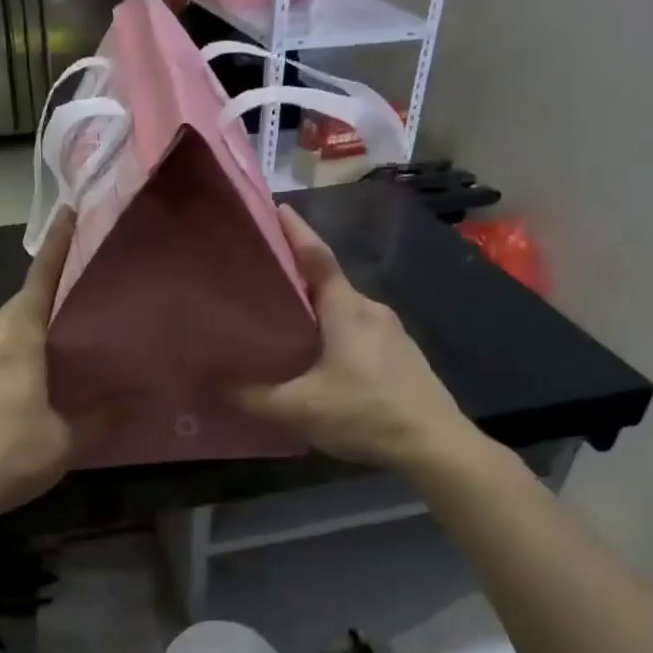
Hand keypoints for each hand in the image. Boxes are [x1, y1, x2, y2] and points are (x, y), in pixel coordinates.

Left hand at [0, 211, 84, 535]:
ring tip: (70, 320)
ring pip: (8, 327)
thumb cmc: (7, 456)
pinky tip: (42, 367)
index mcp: (16, 344)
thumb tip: (138, 400)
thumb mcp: (65, 440)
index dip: (56, 248)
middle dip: (48, 281)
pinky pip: (1, 351)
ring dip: (34, 315)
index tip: (69, 213)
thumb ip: (102, 418)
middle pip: (20, 301)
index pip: (38, 283)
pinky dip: (24, 343)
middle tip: (83, 276)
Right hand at [238, 206, 486, 473]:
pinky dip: (336, 331)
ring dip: (318, 309)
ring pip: (346, 309)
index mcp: (346, 310)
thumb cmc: (365, 413)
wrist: (435, 445)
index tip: (277, 208)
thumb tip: (217, 388)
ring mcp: (392, 332)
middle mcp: (372, 310)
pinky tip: (321, 358)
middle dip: (299, 277)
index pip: (317, 258)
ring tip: (286, 320)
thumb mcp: (299, 409)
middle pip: (330, 283)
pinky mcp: (403, 355)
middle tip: (264, 279)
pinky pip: (360, 331)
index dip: (296, 232)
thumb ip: (254, 398)